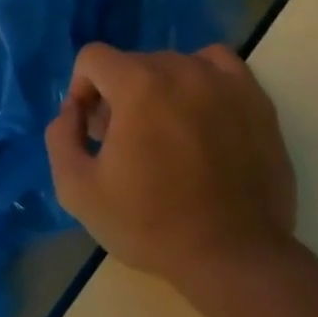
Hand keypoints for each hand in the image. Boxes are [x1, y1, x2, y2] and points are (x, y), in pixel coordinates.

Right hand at [44, 44, 296, 290]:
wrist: (234, 258)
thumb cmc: (151, 224)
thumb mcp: (77, 189)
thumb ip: (61, 136)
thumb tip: (73, 112)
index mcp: (138, 85)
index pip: (93, 58)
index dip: (81, 90)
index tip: (90, 130)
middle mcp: (182, 70)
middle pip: (132, 63)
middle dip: (117, 95)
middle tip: (124, 142)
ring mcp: (225, 82)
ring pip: (173, 65)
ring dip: (157, 90)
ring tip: (164, 134)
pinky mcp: (257, 101)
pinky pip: (217, 66)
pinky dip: (200, 81)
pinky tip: (198, 114)